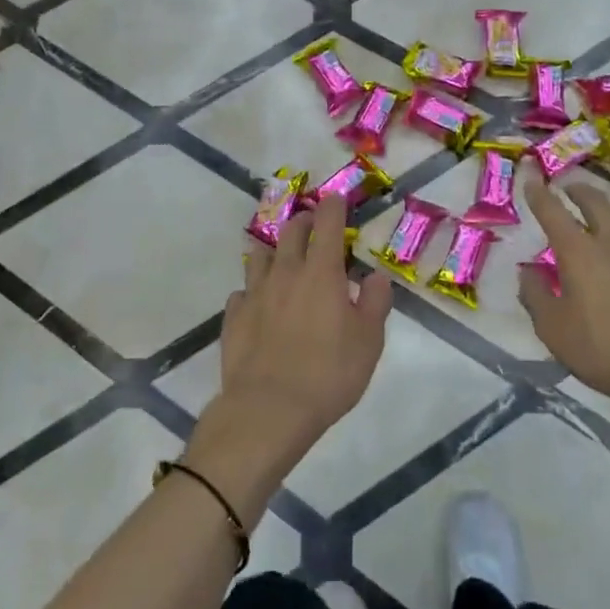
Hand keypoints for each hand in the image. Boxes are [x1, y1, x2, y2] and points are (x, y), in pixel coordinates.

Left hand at [187, 195, 392, 519]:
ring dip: (275, 251)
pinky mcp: (234, 316)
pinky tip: (260, 304)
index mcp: (321, 272)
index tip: (335, 199)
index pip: (327, 223)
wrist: (269, 408)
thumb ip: (376, 303)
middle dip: (304, 221)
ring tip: (283, 260)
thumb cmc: (329, 374)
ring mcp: (255, 292)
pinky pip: (243, 291)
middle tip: (314, 227)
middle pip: (291, 231)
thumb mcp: (369, 341)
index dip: (332, 206)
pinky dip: (254, 290)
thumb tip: (376, 276)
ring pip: (260, 255)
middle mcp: (285, 272)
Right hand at [518, 180, 609, 421]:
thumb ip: (535, 296)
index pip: (552, 211)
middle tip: (568, 189)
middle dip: (578, 191)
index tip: (531, 178)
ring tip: (606, 214)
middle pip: (595, 202)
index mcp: (578, 252)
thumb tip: (526, 273)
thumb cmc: (603, 349)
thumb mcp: (553, 329)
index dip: (539, 193)